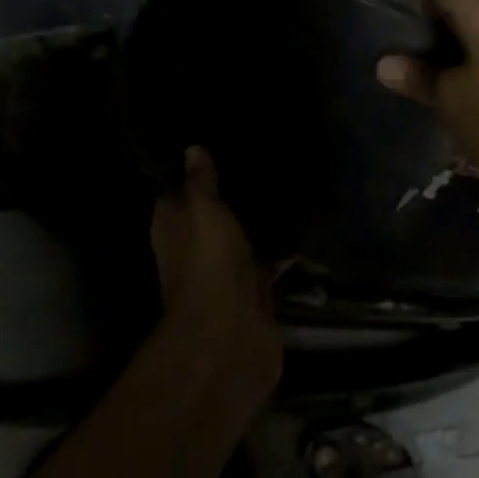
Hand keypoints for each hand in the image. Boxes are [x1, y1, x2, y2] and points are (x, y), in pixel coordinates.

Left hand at [151, 147, 282, 389]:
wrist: (231, 332)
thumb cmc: (209, 262)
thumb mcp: (203, 210)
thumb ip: (201, 181)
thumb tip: (192, 149)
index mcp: (173, 226)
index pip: (178, 191)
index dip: (193, 172)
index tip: (217, 145)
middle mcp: (195, 247)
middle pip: (211, 214)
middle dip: (230, 194)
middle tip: (260, 158)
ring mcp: (225, 269)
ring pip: (241, 236)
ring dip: (257, 219)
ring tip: (286, 182)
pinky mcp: (254, 287)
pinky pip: (268, 259)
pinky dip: (282, 247)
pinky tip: (304, 222)